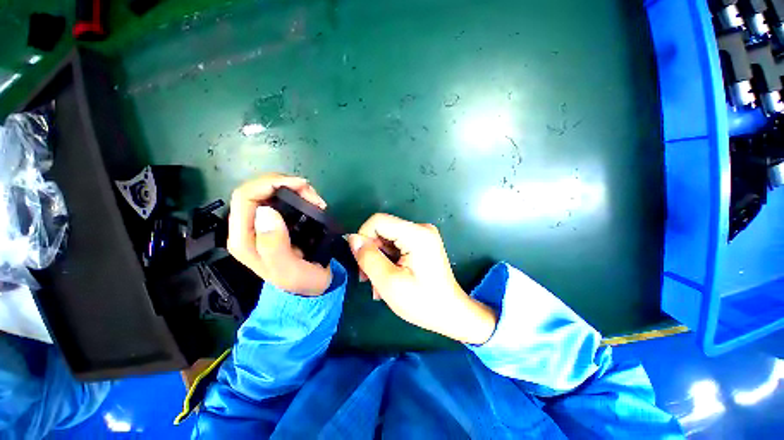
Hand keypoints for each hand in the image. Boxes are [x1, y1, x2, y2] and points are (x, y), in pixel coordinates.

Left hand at [228, 174, 331, 295]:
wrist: (311, 287)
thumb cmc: (301, 282)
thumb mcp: (288, 270)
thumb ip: (274, 245)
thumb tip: (266, 211)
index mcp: (244, 238)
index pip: (245, 196)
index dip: (270, 183)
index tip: (301, 185)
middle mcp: (249, 227)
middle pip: (257, 189)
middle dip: (286, 184)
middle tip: (313, 194)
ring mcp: (263, 223)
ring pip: (271, 191)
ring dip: (295, 189)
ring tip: (317, 201)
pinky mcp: (277, 221)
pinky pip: (284, 198)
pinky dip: (300, 195)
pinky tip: (313, 203)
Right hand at [348, 213, 497, 344]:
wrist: (451, 313)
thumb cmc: (422, 302)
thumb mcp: (389, 283)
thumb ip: (368, 258)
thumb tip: (353, 238)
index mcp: (417, 234)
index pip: (378, 220)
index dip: (364, 237)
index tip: (362, 263)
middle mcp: (421, 228)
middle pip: (383, 229)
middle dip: (372, 252)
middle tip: (368, 279)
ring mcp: (423, 235)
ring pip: (387, 238)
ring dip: (379, 259)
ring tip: (379, 284)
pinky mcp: (423, 243)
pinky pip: (397, 244)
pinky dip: (389, 259)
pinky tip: (389, 277)